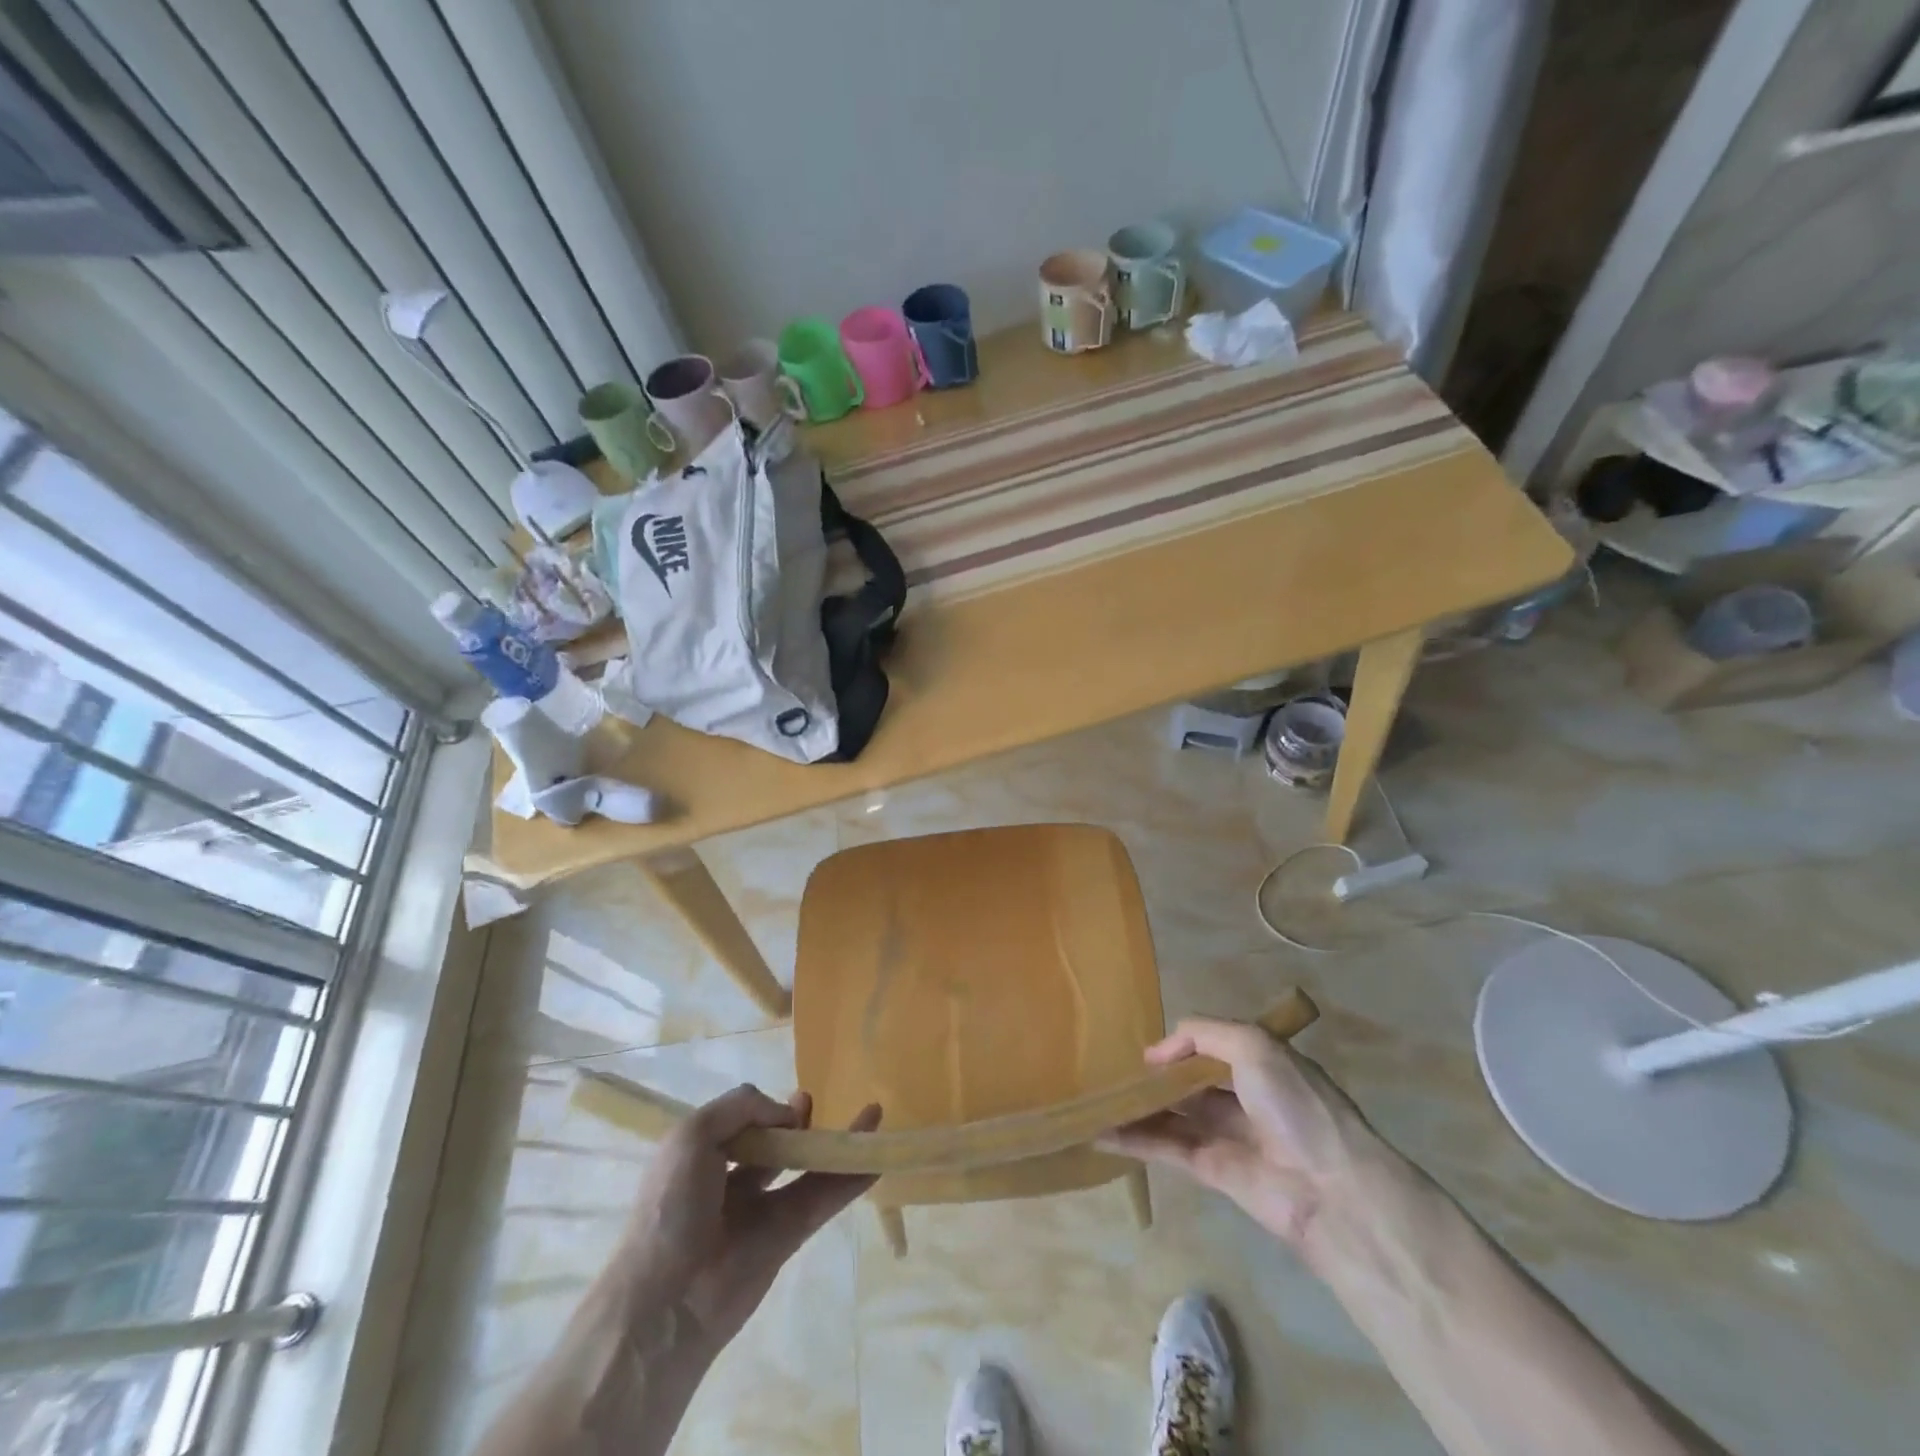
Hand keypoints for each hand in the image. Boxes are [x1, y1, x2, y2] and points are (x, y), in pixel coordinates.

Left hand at [615, 1084, 879, 1357]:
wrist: (668, 1299)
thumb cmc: (671, 1207)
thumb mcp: (692, 1135)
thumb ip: (742, 1107)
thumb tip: (785, 1115)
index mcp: (702, 1156)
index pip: (740, 1121)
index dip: (762, 1109)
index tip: (780, 1104)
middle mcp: (731, 1180)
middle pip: (775, 1143)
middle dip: (795, 1121)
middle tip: (810, 1104)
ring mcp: (762, 1209)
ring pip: (807, 1167)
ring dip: (836, 1141)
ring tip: (871, 1113)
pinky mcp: (788, 1236)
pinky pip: (824, 1199)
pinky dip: (852, 1180)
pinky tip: (876, 1158)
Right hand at [1098, 1018, 1389, 1251]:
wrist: (1330, 1190)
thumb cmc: (1295, 1104)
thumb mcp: (1253, 1046)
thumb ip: (1202, 1035)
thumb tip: (1158, 1053)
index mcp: (1260, 1063)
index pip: (1213, 1046)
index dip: (1181, 1044)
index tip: (1148, 1050)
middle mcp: (1244, 1096)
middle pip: (1190, 1081)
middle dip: (1157, 1076)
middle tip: (1111, 1070)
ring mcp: (1227, 1135)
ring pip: (1174, 1115)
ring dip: (1139, 1106)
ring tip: (1097, 1098)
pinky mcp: (1212, 1172)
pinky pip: (1168, 1149)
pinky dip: (1135, 1140)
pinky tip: (1102, 1132)